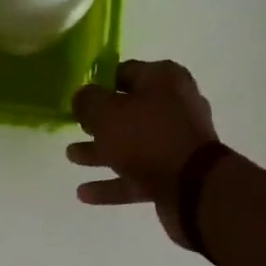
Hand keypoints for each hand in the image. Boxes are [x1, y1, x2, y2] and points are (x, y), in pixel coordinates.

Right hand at [68, 60, 218, 246]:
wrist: (193, 187)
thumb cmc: (147, 137)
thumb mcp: (106, 112)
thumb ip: (87, 100)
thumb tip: (81, 97)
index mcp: (164, 79)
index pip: (124, 72)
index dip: (98, 84)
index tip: (78, 98)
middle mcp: (175, 105)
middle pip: (128, 110)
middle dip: (98, 122)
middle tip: (74, 127)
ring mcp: (177, 142)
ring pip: (131, 144)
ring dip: (100, 152)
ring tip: (71, 157)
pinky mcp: (175, 174)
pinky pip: (137, 174)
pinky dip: (112, 182)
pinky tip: (84, 193)